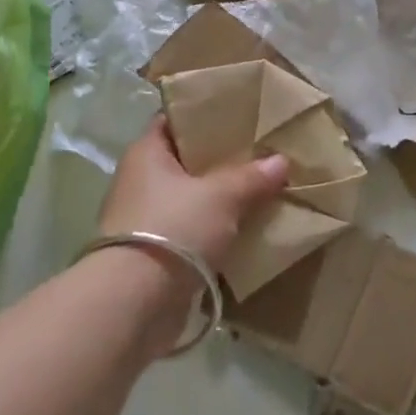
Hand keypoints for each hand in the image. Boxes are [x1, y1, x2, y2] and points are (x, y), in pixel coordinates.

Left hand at [97, 118, 287, 274]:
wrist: (135, 301)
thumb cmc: (173, 228)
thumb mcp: (220, 196)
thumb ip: (251, 177)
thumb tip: (281, 161)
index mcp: (146, 153)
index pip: (174, 120)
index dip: (204, 113)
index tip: (238, 113)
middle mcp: (140, 180)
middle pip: (186, 159)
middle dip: (221, 158)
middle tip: (260, 151)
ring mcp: (145, 218)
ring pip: (191, 197)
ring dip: (220, 197)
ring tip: (261, 188)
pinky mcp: (154, 253)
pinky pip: (191, 229)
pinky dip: (214, 229)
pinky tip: (246, 227)